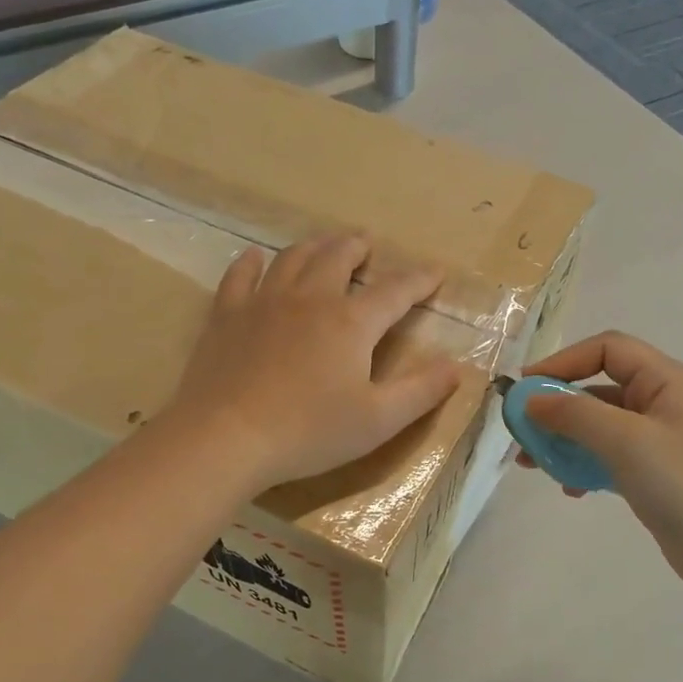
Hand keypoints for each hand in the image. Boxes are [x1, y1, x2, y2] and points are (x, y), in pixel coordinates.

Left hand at [168, 234, 461, 491]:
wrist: (226, 437)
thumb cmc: (309, 432)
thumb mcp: (378, 420)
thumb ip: (421, 391)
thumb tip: (456, 366)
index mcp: (351, 322)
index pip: (395, 292)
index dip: (419, 281)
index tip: (436, 272)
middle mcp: (311, 299)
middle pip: (338, 258)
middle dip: (357, 248)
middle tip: (366, 244)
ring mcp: (264, 302)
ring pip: (293, 258)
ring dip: (315, 246)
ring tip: (325, 244)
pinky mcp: (227, 315)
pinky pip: (241, 275)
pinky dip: (253, 262)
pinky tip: (256, 257)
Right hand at [520, 332, 682, 590]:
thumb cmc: (679, 483)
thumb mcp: (624, 440)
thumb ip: (573, 414)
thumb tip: (530, 400)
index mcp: (666, 380)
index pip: (607, 349)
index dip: (563, 361)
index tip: (526, 387)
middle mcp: (663, 401)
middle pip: (598, 388)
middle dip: (557, 407)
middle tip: (522, 430)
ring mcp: (658, 438)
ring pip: (599, 425)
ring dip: (564, 439)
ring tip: (533, 464)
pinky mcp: (653, 470)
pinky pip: (608, 455)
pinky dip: (584, 465)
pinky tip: (571, 489)